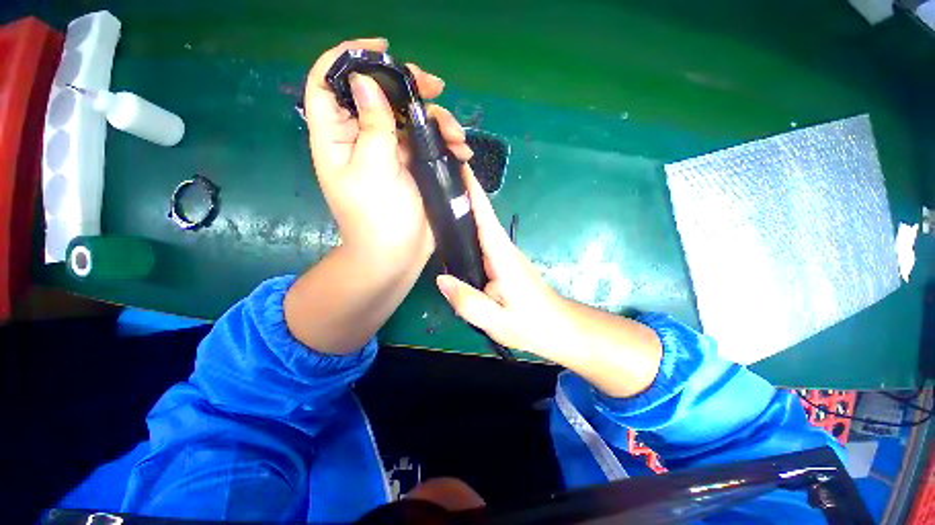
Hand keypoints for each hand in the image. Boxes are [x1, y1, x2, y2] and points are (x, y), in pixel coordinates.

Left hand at [304, 38, 471, 267]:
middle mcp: (363, 139)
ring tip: (458, 136)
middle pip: (379, 95)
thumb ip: (372, 126)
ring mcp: (391, 152)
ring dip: (438, 119)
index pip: (329, 84)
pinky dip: (446, 141)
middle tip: (435, 87)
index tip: (382, 51)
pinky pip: (428, 142)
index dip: (348, 59)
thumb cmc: (378, 219)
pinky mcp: (413, 166)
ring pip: (411, 118)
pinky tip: (462, 151)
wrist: (397, 255)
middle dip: (408, 86)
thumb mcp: (373, 170)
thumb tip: (366, 80)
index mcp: (338, 138)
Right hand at [434, 167, 569, 358]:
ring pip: (481, 229)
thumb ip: (468, 302)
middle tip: (435, 184)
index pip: (485, 217)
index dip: (473, 192)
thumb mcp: (496, 321)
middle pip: (481, 217)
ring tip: (438, 203)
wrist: (560, 328)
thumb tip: (441, 279)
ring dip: (464, 212)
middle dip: (462, 197)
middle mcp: (504, 250)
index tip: (458, 168)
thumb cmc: (533, 324)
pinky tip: (453, 236)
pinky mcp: (504, 263)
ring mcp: (505, 256)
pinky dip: (468, 231)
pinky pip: (482, 242)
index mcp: (502, 257)